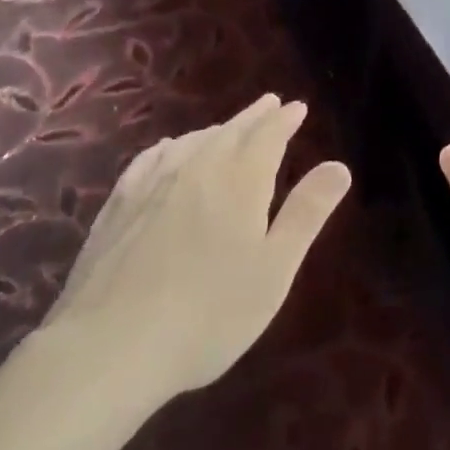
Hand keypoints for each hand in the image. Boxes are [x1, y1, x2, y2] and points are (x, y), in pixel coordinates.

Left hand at [40, 95, 350, 400]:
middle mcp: (199, 166)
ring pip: (195, 141)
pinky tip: (170, 149)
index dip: (285, 119)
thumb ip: (307, 213)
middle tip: (270, 103)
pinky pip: (153, 158)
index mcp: (241, 178)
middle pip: (232, 130)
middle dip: (255, 116)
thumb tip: (340, 165)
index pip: (269, 134)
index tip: (297, 107)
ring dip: (218, 129)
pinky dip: (173, 146)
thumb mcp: (274, 269)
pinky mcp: (120, 203)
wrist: (110, 346)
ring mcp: (155, 181)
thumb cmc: (208, 313)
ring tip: (229, 127)